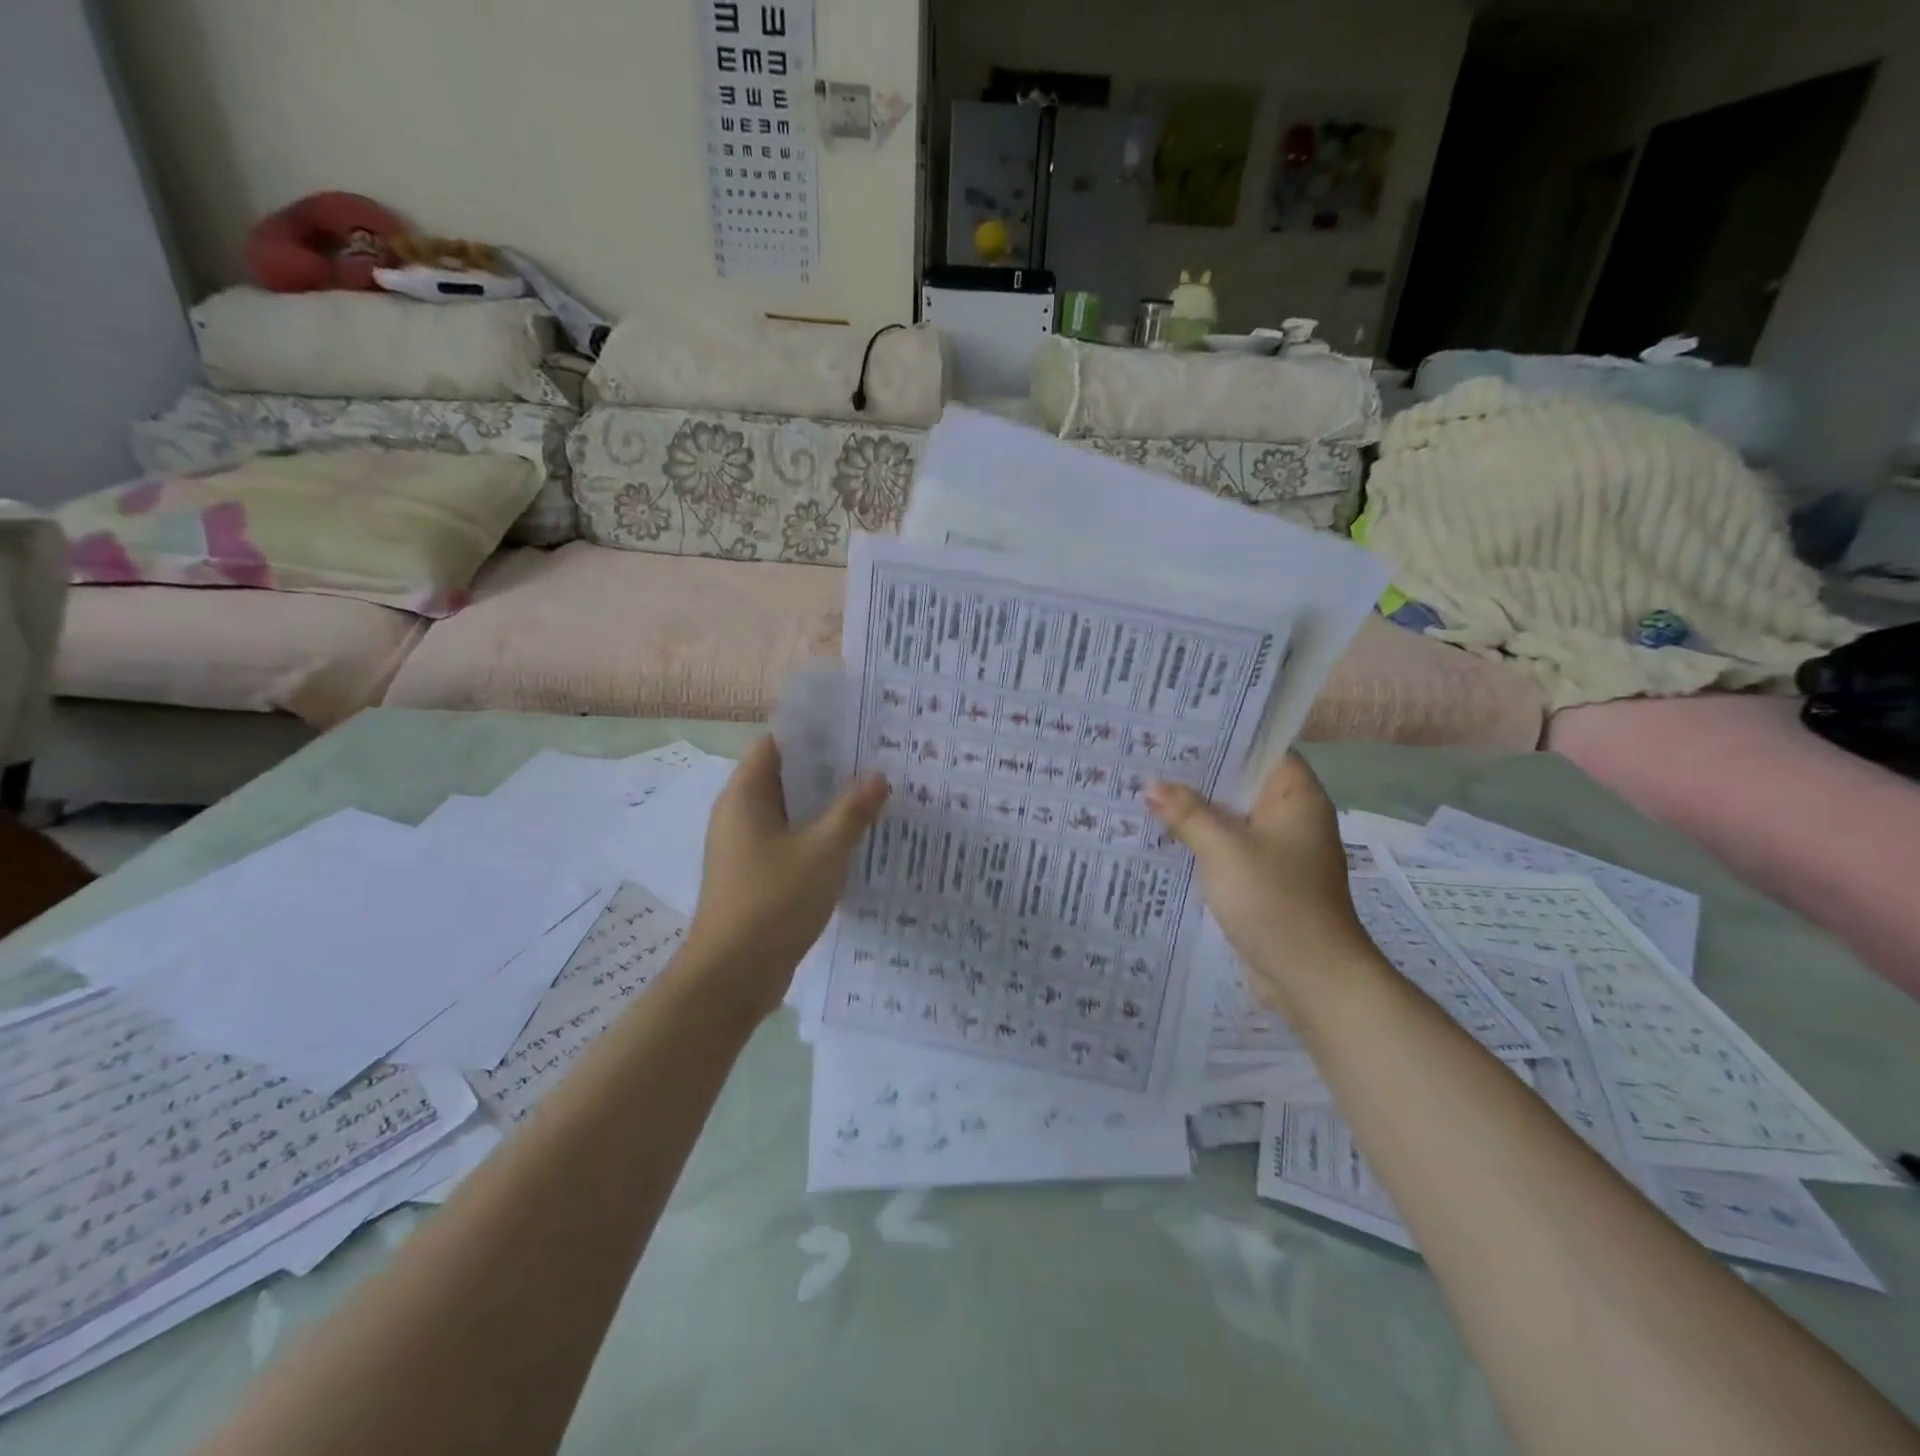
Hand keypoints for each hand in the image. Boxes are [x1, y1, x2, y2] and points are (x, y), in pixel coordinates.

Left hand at [684, 737, 889, 1016]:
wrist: (733, 976)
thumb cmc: (774, 902)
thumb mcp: (823, 851)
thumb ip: (852, 811)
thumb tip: (878, 776)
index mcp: (745, 796)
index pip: (777, 744)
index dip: (814, 733)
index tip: (855, 727)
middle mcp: (739, 814)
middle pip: (785, 777)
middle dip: (828, 768)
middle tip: (876, 758)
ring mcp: (745, 847)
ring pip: (790, 812)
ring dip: (826, 804)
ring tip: (873, 794)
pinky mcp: (755, 875)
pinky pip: (790, 841)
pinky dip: (818, 835)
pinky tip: (854, 839)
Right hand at [1146, 753, 1374, 1018]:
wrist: (1313, 978)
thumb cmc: (1275, 901)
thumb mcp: (1224, 850)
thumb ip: (1187, 813)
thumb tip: (1151, 785)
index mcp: (1297, 797)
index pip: (1261, 749)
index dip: (1223, 736)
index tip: (1179, 726)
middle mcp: (1292, 817)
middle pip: (1242, 783)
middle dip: (1199, 774)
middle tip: (1149, 755)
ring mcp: (1280, 851)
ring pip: (1233, 818)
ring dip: (1198, 810)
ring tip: (1147, 789)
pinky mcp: (1266, 880)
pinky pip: (1230, 848)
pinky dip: (1204, 841)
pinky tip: (1165, 836)